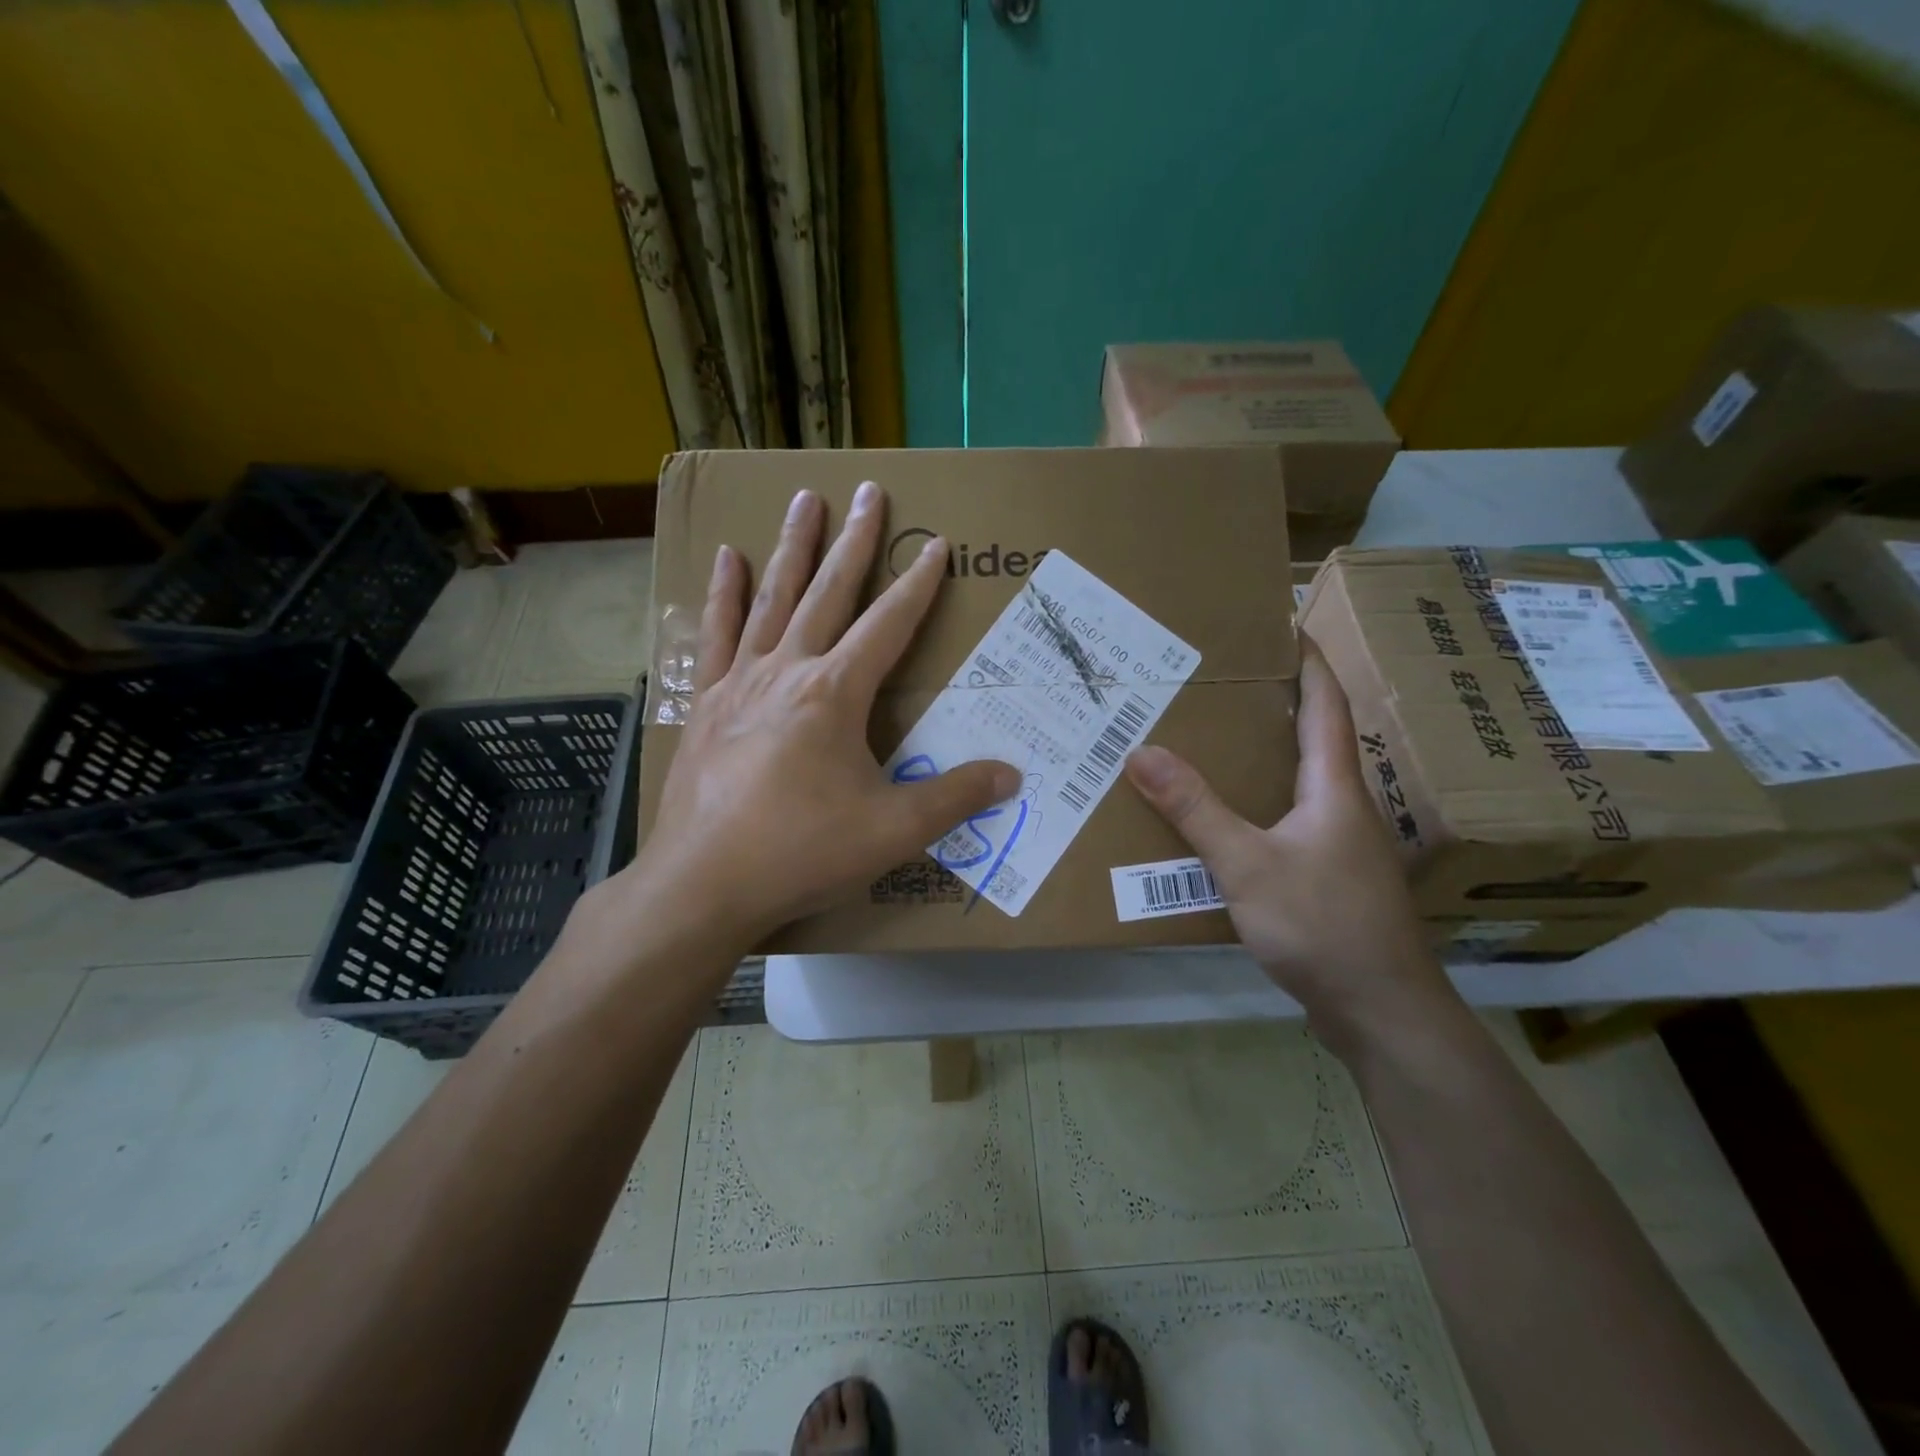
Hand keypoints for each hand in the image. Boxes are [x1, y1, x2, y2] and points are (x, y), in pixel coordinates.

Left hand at [621, 482, 1018, 951]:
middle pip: (830, 592)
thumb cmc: (802, 852)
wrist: (703, 884)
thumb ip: (955, 798)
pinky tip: (728, 558)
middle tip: (869, 491)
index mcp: (836, 693)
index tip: (935, 545)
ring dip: (793, 547)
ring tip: (804, 499)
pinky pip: (718, 634)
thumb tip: (1012, 775)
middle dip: (856, 541)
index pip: (889, 624)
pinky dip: (726, 593)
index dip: (918, 584)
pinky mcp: (707, 704)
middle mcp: (789, 670)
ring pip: (774, 598)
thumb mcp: (893, 831)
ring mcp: (741, 682)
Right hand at [1123, 638, 1454, 1051]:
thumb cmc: (1323, 925)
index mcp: (1333, 786)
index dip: (1307, 660)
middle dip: (1272, 703)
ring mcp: (1337, 844)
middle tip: (1218, 681)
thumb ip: (1195, 809)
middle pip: (1310, 737)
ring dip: (1260, 756)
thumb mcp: (1248, 864)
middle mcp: (1341, 805)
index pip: (1325, 703)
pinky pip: (1285, 821)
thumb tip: (1141, 751)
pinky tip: (1219, 816)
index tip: (1282, 624)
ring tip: (1207, 739)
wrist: (1379, 1011)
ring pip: (1295, 782)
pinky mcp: (1325, 877)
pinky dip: (1253, 803)